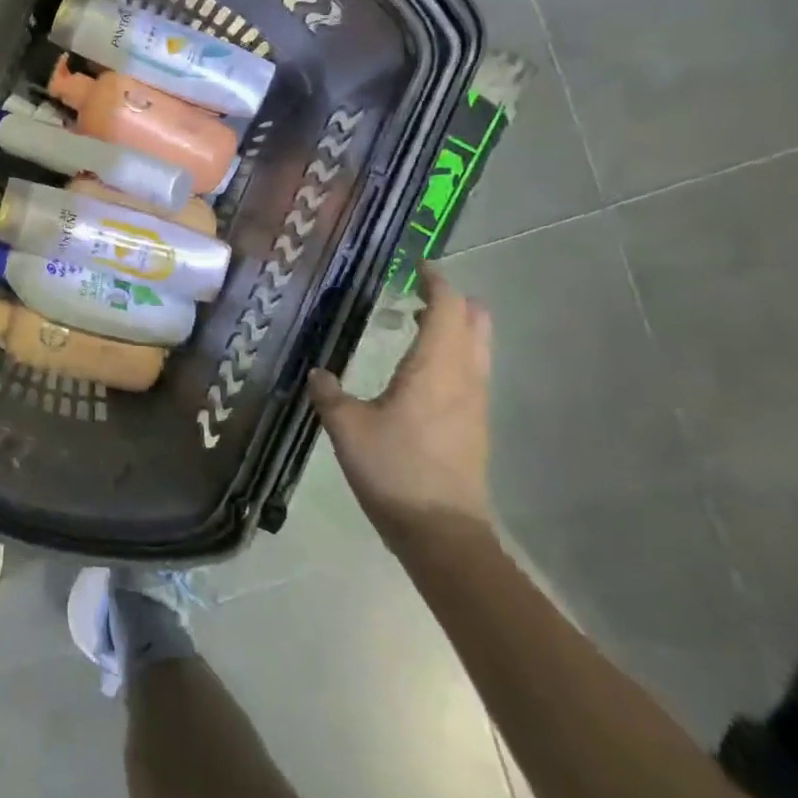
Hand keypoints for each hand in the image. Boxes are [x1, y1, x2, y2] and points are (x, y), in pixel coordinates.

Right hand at [307, 267, 492, 547]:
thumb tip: (319, 373)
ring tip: (411, 325)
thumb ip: (329, 393)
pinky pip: (471, 371)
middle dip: (452, 299)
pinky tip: (417, 370)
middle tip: (414, 293)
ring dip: (453, 327)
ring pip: (478, 346)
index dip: (436, 280)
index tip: (416, 265)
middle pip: (476, 320)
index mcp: (436, 366)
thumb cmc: (395, 470)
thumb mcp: (346, 427)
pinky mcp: (475, 424)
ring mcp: (476, 402)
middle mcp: (465, 376)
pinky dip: (451, 353)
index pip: (448, 306)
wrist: (443, 533)